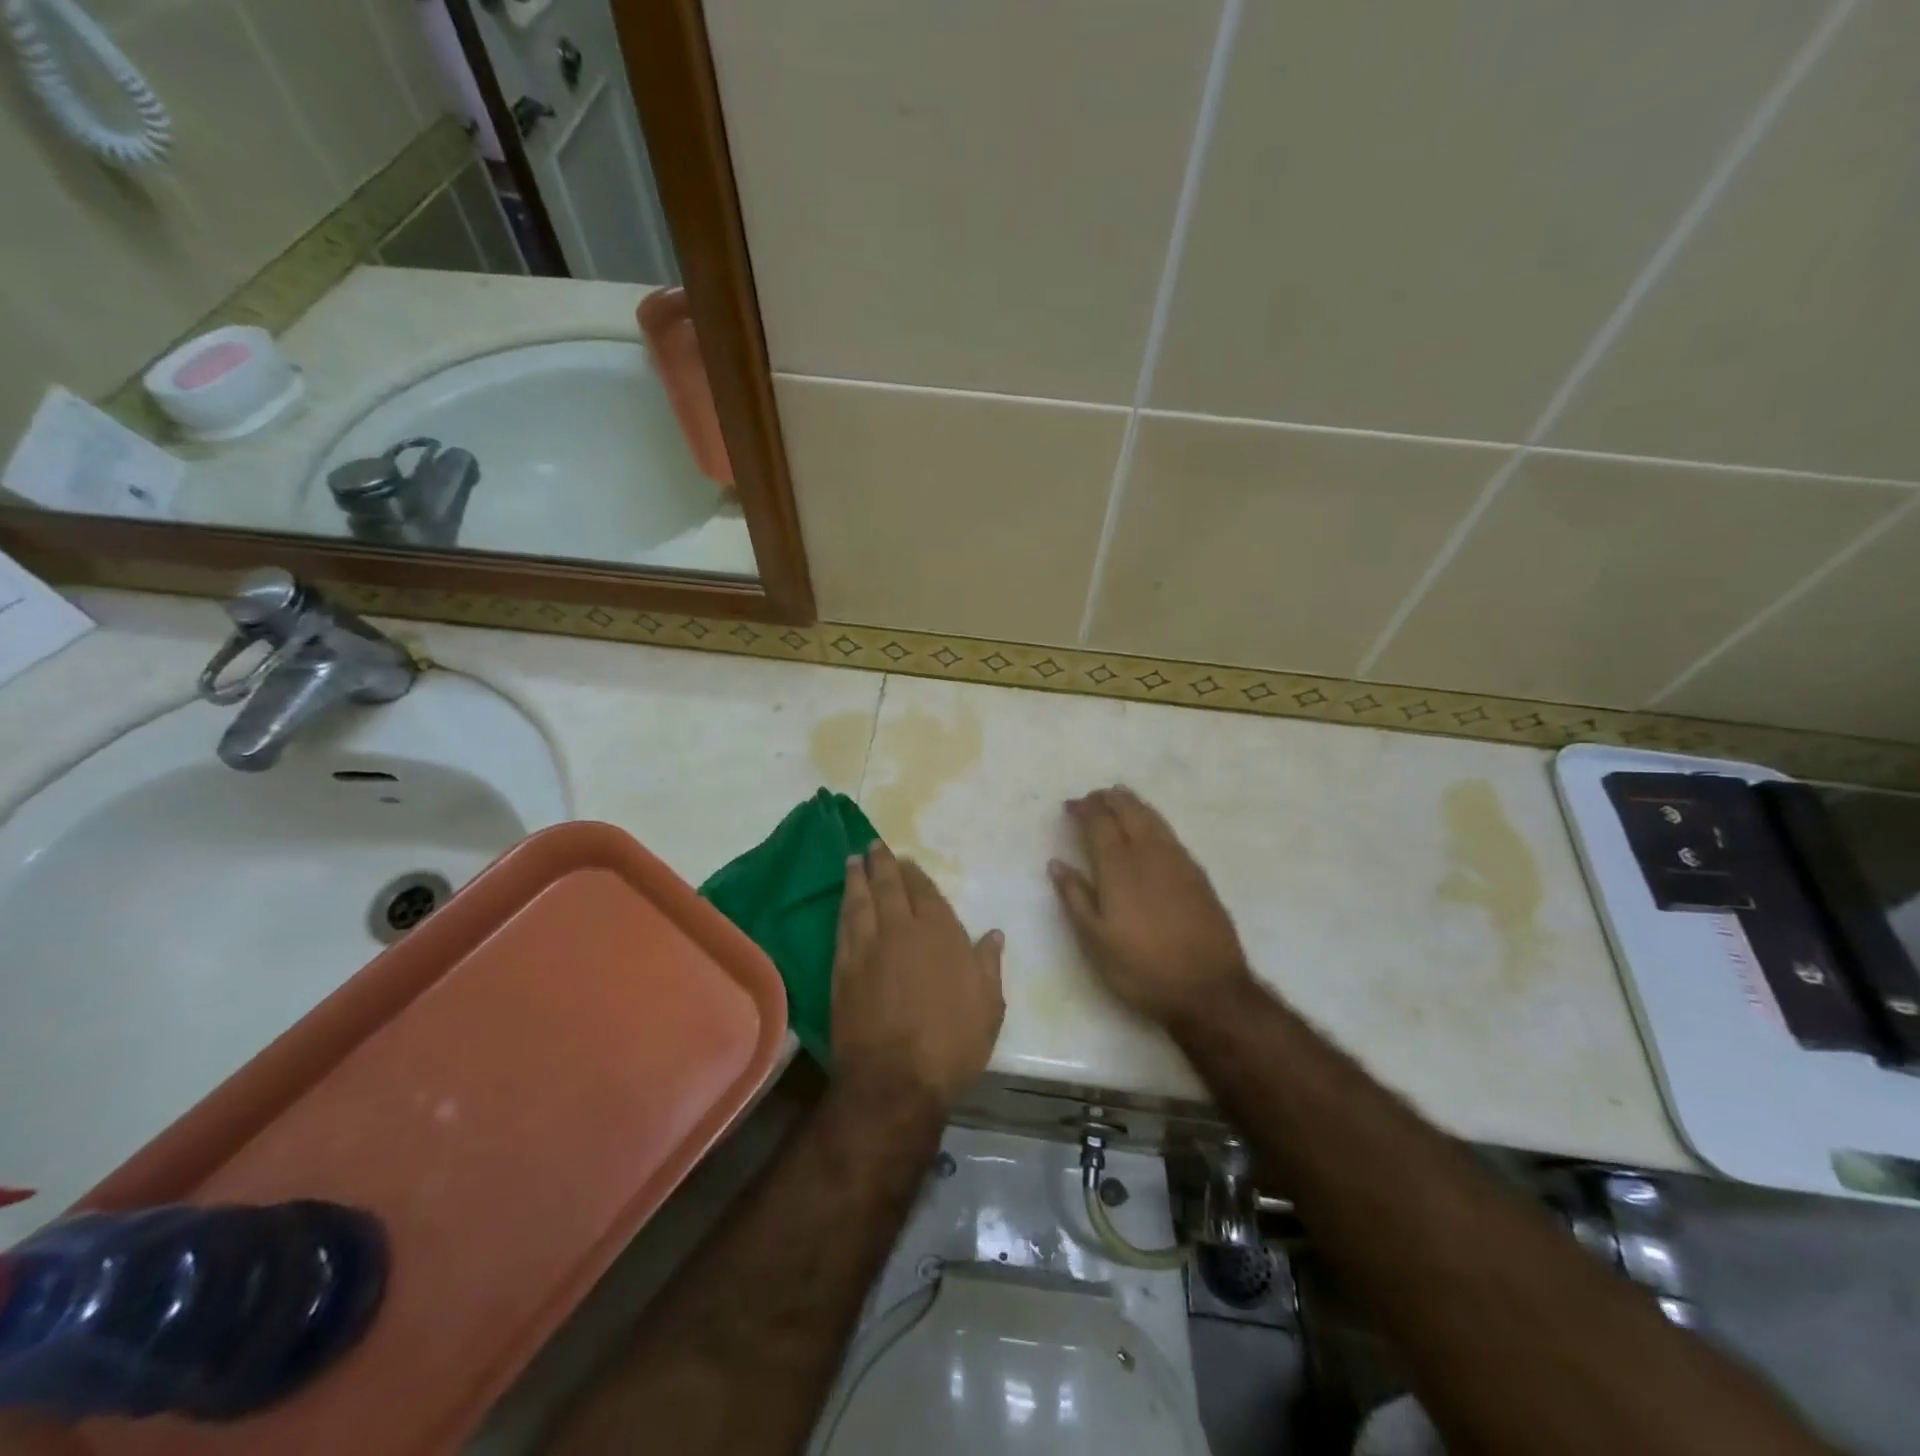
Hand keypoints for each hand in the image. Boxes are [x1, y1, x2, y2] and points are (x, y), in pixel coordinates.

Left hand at [832, 844, 1005, 1107]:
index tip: (906, 861)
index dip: (914, 874)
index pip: (923, 891)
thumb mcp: (988, 1006)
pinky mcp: (843, 969)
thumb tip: (993, 934)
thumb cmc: (952, 1043)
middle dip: (881, 864)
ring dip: (856, 879)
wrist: (896, 1079)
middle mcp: (900, 929)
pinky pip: (842, 928)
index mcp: (939, 932)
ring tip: (852, 861)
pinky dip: (843, 910)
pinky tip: (843, 904)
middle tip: (873, 846)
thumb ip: (988, 965)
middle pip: (888, 887)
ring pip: (860, 902)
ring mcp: (867, 948)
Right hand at [1050, 786, 1252, 1026]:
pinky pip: (1170, 833)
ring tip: (1120, 797)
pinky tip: (1150, 828)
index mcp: (1119, 868)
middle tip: (1094, 796)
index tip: (1071, 804)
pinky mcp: (1198, 874)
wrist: (1209, 989)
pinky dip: (1153, 820)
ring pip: (1152, 819)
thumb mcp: (1095, 941)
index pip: (1099, 824)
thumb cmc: (1142, 968)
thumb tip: (1056, 863)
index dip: (1084, 810)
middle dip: (1109, 799)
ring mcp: (1178, 862)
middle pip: (1129, 812)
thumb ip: (1075, 897)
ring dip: (1133, 804)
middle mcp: (1149, 854)